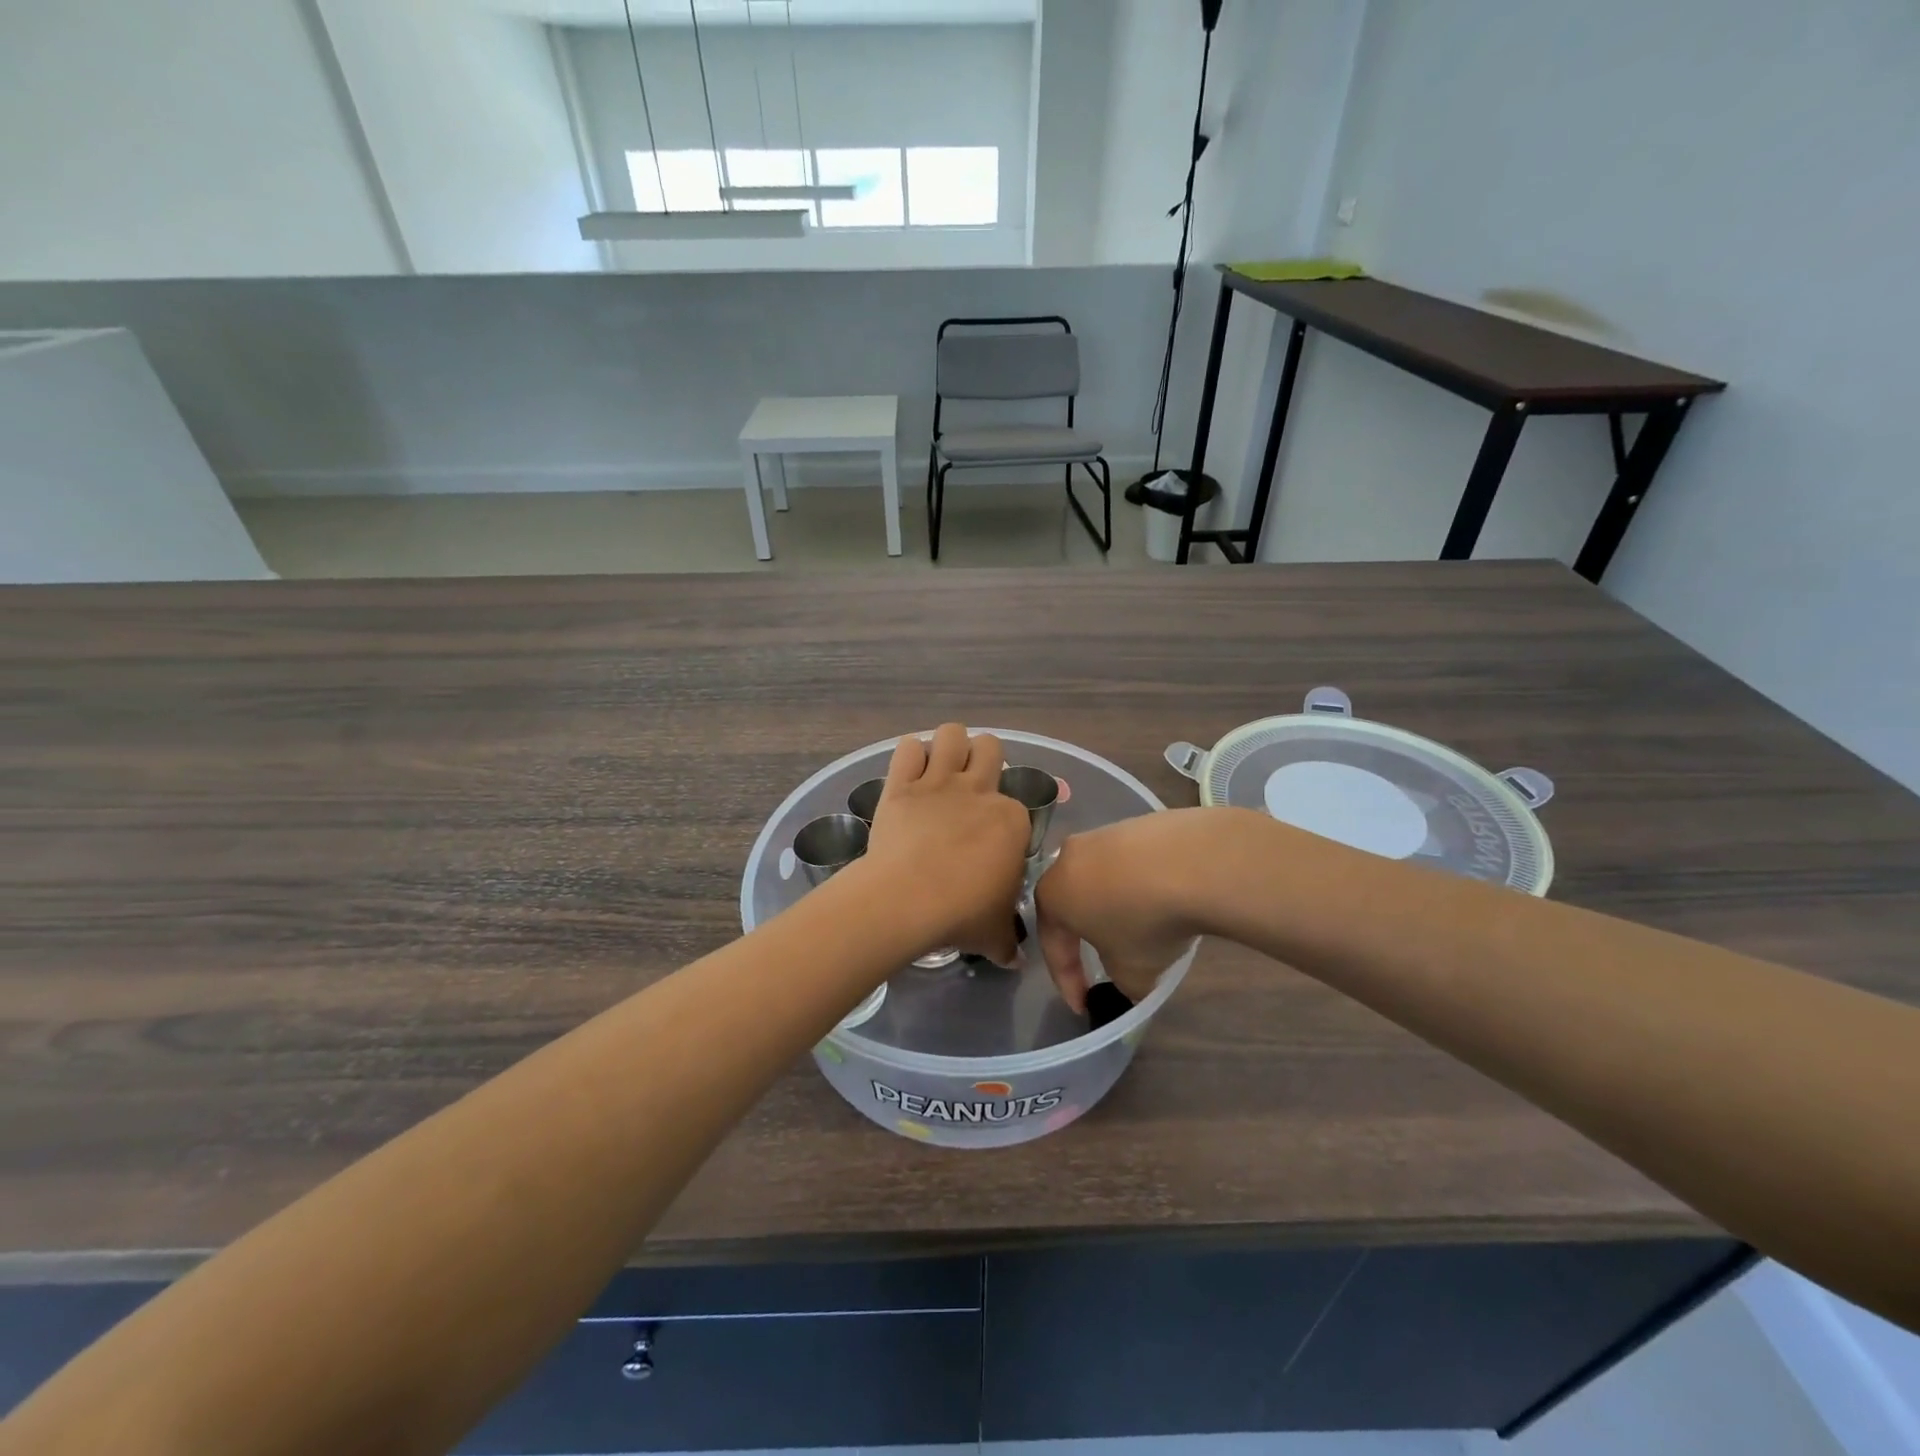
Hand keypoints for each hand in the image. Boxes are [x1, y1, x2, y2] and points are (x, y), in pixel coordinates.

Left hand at [861, 723, 1031, 963]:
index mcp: (1012, 821)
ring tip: (940, 768)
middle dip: (982, 760)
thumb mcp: (994, 935)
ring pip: (952, 733)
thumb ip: (1007, 942)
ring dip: (948, 745)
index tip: (990, 846)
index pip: (1016, 808)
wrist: (907, 900)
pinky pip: (906, 748)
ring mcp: (939, 783)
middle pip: (990, 748)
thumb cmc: (961, 915)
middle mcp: (980, 792)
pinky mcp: (902, 784)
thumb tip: (1016, 960)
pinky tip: (908, 772)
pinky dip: (908, 755)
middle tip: (970, 787)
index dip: (1004, 823)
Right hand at [1035, 809, 1215, 1010]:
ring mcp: (1103, 834)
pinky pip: (1130, 861)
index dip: (1066, 980)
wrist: (1193, 862)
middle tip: (1103, 959)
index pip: (1052, 944)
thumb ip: (1120, 981)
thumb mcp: (1132, 971)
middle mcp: (1067, 858)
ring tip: (1142, 927)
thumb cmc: (1146, 922)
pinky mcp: (1137, 822)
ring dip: (1115, 905)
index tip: (1082, 1004)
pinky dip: (1140, 882)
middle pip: (1072, 903)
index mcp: (1053, 895)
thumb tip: (1128, 978)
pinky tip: (1164, 897)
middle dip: (1085, 935)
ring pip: (1100, 878)